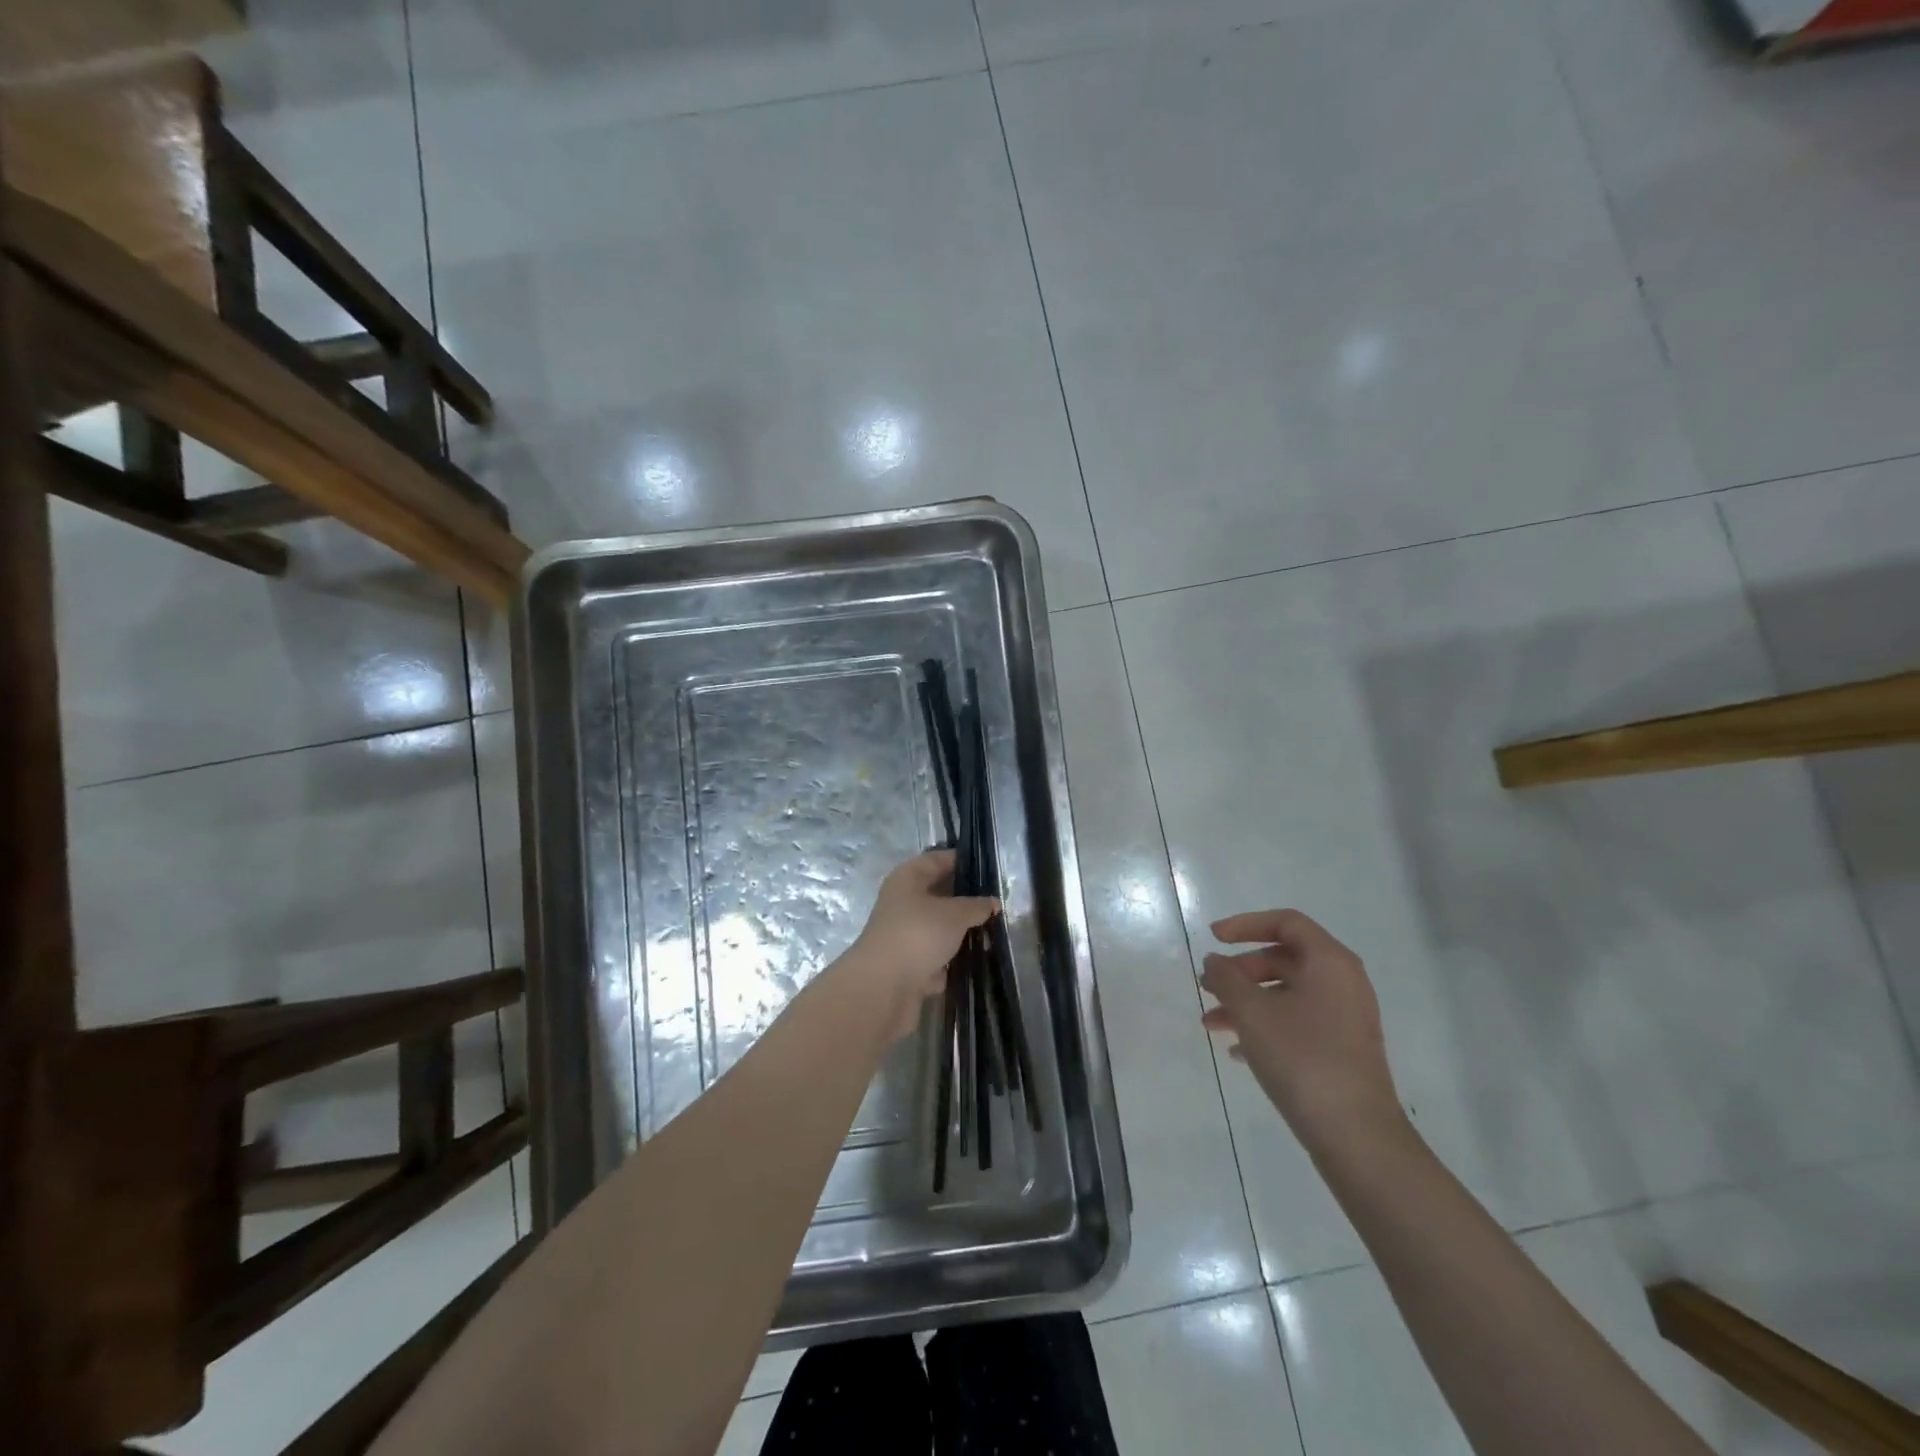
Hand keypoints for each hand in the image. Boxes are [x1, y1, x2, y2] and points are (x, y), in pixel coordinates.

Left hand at [847, 851, 998, 1041]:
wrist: (884, 988)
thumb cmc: (918, 934)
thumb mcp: (954, 914)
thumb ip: (976, 906)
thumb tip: (992, 902)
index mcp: (907, 879)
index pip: (936, 859)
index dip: (961, 860)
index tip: (988, 868)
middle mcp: (902, 903)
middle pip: (937, 894)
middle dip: (965, 899)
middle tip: (996, 902)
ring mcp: (904, 935)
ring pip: (938, 926)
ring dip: (961, 931)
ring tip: (993, 931)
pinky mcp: (909, 964)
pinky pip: (937, 955)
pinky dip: (953, 958)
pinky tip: (977, 959)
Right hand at [1200, 910, 1404, 1151]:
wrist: (1356, 1136)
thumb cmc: (1302, 1058)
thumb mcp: (1252, 1012)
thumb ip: (1227, 978)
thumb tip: (1215, 961)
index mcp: (1329, 962)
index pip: (1286, 922)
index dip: (1245, 925)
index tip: (1213, 938)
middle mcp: (1342, 982)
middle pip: (1283, 958)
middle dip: (1240, 971)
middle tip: (1208, 987)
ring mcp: (1345, 1017)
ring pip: (1286, 993)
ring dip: (1246, 1002)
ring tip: (1211, 1024)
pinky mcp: (1341, 1048)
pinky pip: (1297, 1020)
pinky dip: (1265, 1025)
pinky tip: (1237, 1050)